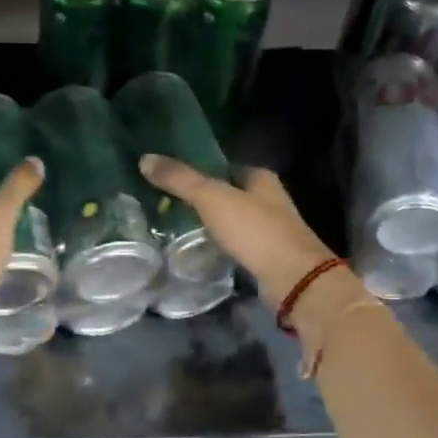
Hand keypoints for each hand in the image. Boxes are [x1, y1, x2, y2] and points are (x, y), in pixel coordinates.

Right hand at [137, 155, 333, 309]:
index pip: (228, 166)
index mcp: (262, 179)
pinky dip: (221, 246)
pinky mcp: (267, 258)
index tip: (175, 177)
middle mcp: (270, 201)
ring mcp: (271, 231)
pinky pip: (238, 246)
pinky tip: (201, 251)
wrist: (292, 278)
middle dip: (206, 198)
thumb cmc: (255, 230)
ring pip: (235, 221)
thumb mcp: (212, 198)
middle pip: (232, 194)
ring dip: (213, 224)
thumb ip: (180, 179)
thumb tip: (145, 159)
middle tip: (170, 203)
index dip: (204, 169)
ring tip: (178, 227)